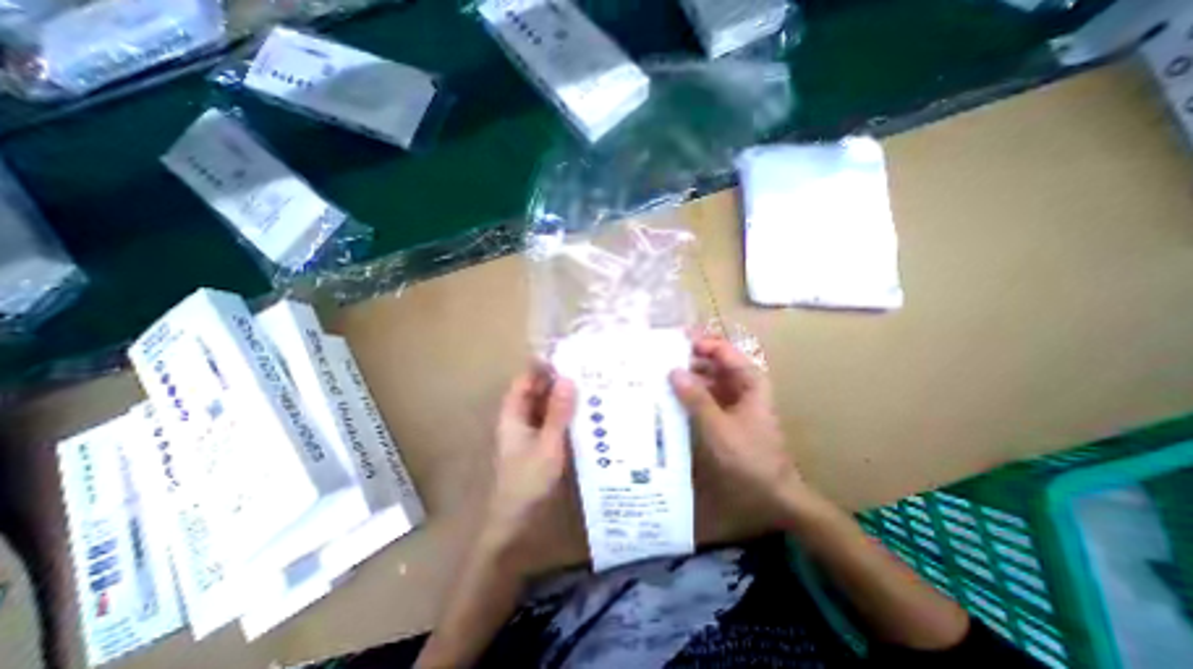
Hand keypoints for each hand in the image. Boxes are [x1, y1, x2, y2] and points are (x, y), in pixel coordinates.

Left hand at [485, 365, 576, 568]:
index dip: (541, 367)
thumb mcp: (547, 443)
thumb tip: (568, 380)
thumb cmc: (528, 480)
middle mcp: (520, 419)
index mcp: (514, 414)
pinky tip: (585, 411)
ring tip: (589, 385)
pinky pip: (553, 420)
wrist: (519, 520)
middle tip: (585, 369)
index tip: (565, 356)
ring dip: (563, 397)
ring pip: (546, 406)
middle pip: (537, 392)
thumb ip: (558, 412)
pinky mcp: (541, 443)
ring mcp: (531, 432)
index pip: (525, 381)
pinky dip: (565, 413)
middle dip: (557, 381)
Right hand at [666, 338, 804, 518]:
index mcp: (748, 379)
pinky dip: (689, 393)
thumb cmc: (749, 456)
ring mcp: (732, 398)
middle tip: (658, 358)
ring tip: (659, 375)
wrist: (771, 491)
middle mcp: (741, 384)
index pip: (721, 349)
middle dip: (688, 358)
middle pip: (713, 361)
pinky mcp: (724, 413)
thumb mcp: (718, 426)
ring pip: (706, 378)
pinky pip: (705, 394)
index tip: (671, 342)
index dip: (698, 343)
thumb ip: (695, 398)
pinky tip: (670, 396)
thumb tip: (673, 371)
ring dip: (686, 376)